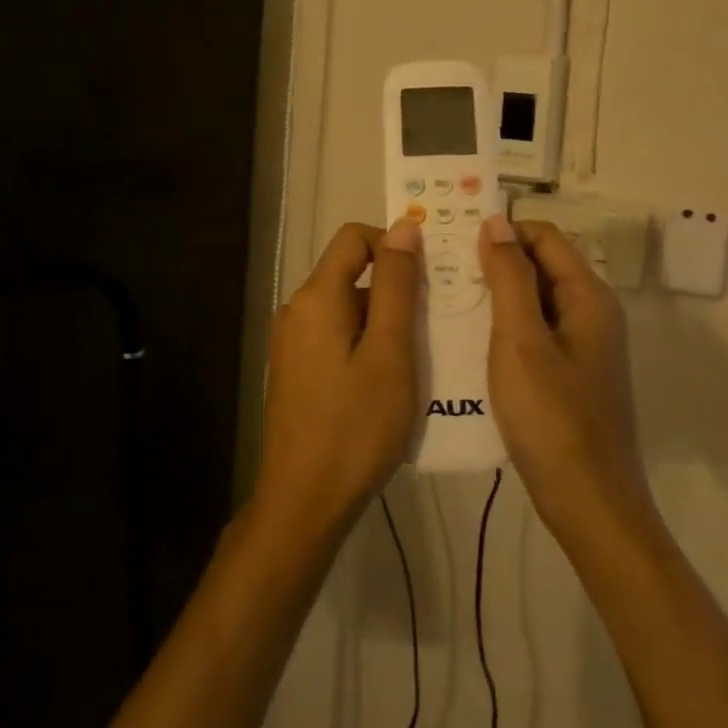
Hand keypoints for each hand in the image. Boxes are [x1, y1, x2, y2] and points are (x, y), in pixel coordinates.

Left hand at [254, 220, 421, 534]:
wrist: (304, 501)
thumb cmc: (355, 426)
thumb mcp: (389, 352)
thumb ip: (396, 286)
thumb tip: (403, 227)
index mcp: (316, 297)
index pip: (354, 238)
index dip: (393, 244)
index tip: (429, 276)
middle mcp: (297, 310)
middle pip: (350, 274)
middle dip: (394, 289)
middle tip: (435, 323)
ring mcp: (292, 342)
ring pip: (347, 309)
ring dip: (384, 321)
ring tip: (421, 356)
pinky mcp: (296, 369)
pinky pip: (336, 336)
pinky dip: (366, 343)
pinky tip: (391, 380)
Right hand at [478, 217, 649, 532]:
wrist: (589, 503)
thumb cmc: (552, 418)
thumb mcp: (521, 341)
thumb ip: (510, 278)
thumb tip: (496, 221)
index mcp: (587, 296)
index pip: (543, 236)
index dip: (501, 232)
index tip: (453, 243)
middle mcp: (591, 312)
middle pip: (540, 265)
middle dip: (494, 262)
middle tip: (441, 272)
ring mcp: (583, 344)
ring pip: (534, 299)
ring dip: (495, 295)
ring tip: (447, 301)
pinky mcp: (571, 372)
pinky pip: (535, 330)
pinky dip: (504, 325)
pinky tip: (470, 340)